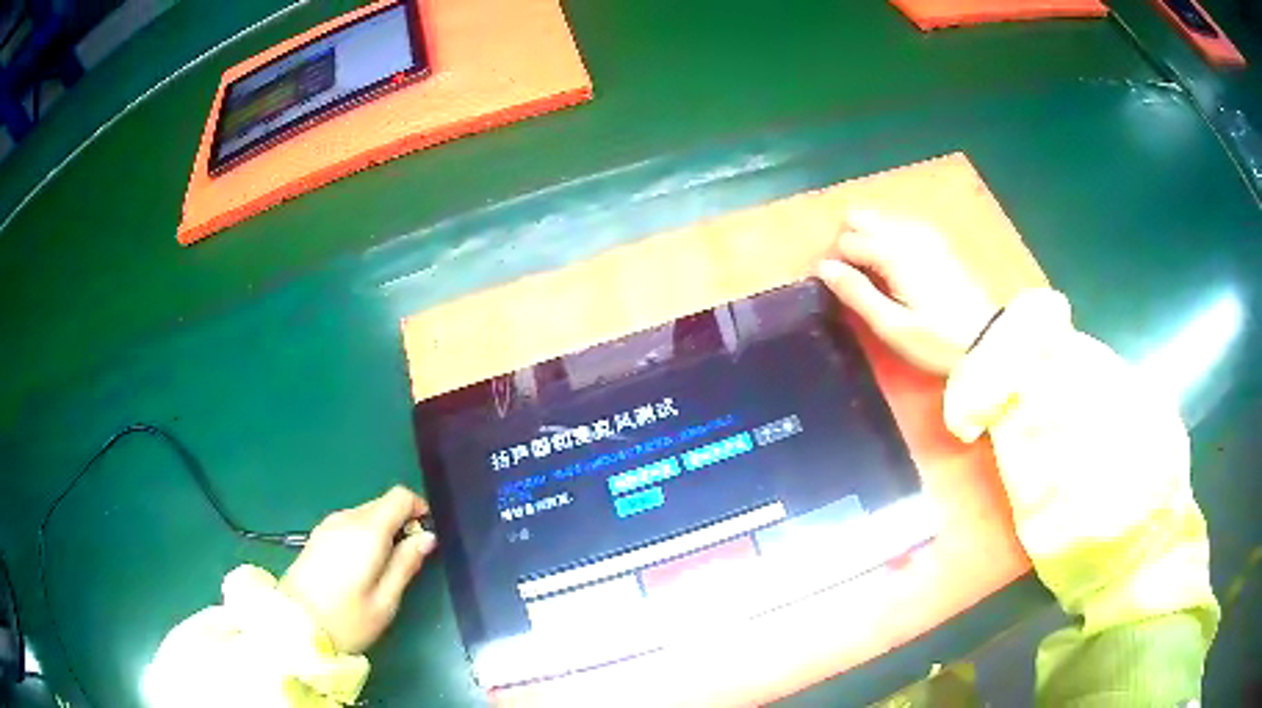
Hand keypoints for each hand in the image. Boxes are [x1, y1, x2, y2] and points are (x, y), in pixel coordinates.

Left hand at [280, 486, 436, 653]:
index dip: (418, 509)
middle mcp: (346, 519)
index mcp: (367, 531)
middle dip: (401, 523)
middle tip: (408, 560)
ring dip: (382, 531)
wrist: (293, 626)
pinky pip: (350, 524)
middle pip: (382, 504)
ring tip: (384, 569)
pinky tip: (361, 567)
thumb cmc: (346, 619)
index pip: (399, 497)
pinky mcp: (317, 536)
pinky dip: (364, 536)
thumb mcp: (385, 601)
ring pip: (366, 514)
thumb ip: (406, 564)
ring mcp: (328, 526)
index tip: (426, 536)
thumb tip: (426, 537)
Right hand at [816, 210, 997, 374]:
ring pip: (878, 219)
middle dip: (845, 242)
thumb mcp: (893, 327)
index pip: (845, 241)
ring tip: (869, 277)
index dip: (832, 263)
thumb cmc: (938, 340)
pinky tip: (893, 268)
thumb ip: (857, 294)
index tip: (831, 290)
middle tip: (848, 278)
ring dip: (864, 239)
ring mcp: (924, 233)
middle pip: (858, 217)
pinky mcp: (936, 240)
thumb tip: (823, 268)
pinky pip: (898, 226)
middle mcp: (906, 232)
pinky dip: (885, 239)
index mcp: (893, 252)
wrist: (987, 340)